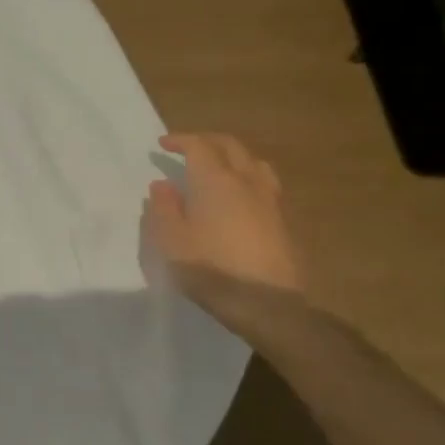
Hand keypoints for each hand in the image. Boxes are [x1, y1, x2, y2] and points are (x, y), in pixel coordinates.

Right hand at [145, 134, 300, 299]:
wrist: (266, 304)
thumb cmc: (210, 268)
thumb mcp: (172, 240)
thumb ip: (164, 208)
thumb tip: (162, 185)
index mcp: (216, 181)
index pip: (199, 146)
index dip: (180, 140)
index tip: (162, 144)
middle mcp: (246, 181)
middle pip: (230, 146)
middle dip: (207, 140)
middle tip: (188, 147)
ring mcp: (269, 200)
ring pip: (254, 162)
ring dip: (233, 156)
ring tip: (219, 166)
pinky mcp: (283, 220)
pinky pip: (265, 183)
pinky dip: (248, 176)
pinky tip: (241, 196)